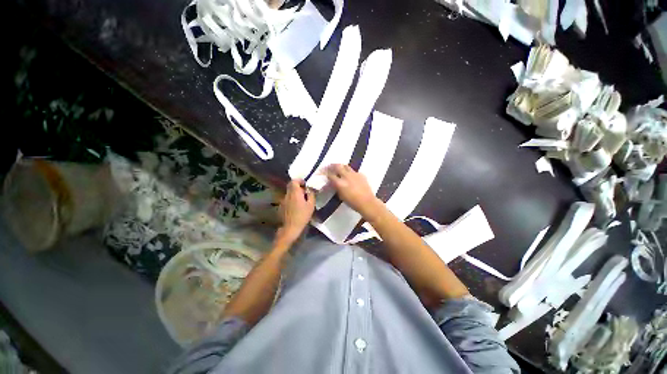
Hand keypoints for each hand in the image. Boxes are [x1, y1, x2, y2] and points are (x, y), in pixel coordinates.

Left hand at [276, 179, 314, 245]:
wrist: (291, 227)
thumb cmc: (302, 215)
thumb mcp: (311, 205)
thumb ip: (311, 195)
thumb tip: (309, 190)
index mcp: (295, 193)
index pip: (294, 181)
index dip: (299, 180)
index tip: (305, 184)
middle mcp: (287, 195)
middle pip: (291, 186)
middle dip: (298, 187)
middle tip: (305, 193)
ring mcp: (283, 200)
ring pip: (289, 193)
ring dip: (295, 194)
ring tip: (301, 201)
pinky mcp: (281, 206)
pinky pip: (287, 199)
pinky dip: (292, 200)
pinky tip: (296, 207)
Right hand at [324, 164, 382, 216]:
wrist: (367, 202)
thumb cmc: (352, 202)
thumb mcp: (341, 196)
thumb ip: (336, 187)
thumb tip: (333, 183)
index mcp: (340, 183)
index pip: (330, 174)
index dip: (325, 172)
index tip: (323, 172)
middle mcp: (346, 176)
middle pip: (337, 166)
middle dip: (332, 165)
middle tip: (329, 166)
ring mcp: (354, 174)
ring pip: (346, 166)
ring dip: (341, 166)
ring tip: (339, 168)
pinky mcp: (361, 174)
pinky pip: (353, 171)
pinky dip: (350, 172)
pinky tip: (350, 176)